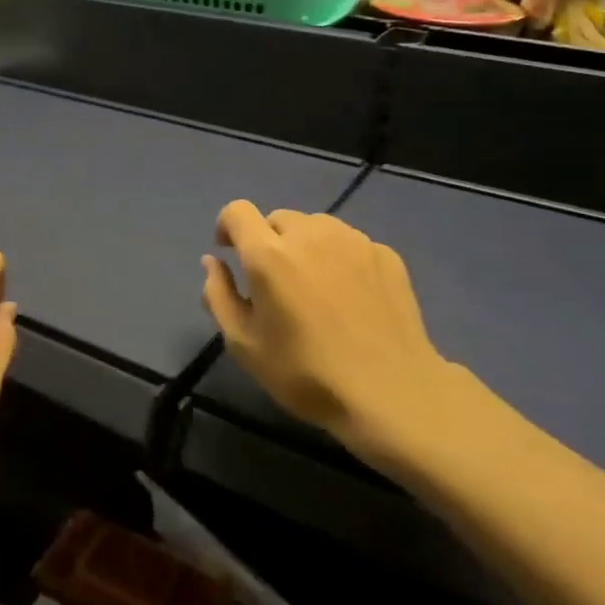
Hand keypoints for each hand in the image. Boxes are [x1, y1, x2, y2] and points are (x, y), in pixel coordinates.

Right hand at [201, 201, 453, 467]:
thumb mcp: (244, 345)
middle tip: (276, 285)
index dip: (228, 227)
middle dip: (268, 242)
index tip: (231, 254)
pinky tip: (351, 298)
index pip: (237, 211)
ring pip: (315, 227)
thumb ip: (218, 295)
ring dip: (305, 246)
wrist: (392, 393)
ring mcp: (352, 240)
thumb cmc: (307, 374)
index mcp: (269, 254)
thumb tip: (212, 261)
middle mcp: (310, 234)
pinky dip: (339, 259)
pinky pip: (348, 243)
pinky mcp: (385, 253)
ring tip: (315, 288)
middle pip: (277, 219)